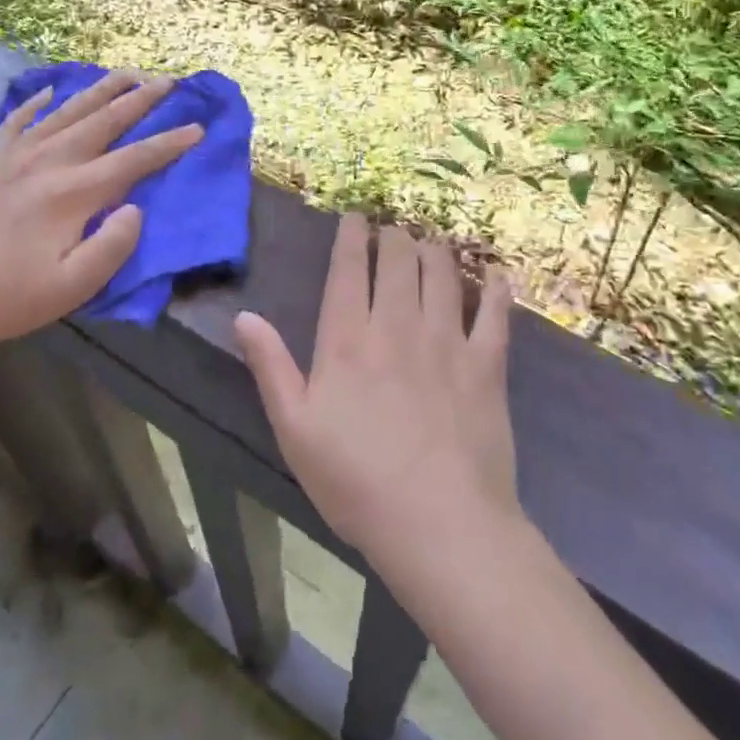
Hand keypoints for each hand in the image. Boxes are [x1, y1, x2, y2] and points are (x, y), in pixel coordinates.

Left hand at [0, 71, 201, 349]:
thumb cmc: (11, 298)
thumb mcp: (74, 287)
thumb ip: (113, 245)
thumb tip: (135, 207)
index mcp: (72, 194)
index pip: (133, 160)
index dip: (168, 143)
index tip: (197, 128)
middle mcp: (47, 162)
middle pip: (103, 121)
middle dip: (140, 99)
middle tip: (167, 80)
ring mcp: (13, 155)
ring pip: (66, 111)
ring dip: (100, 90)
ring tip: (126, 73)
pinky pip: (17, 118)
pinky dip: (38, 102)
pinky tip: (52, 91)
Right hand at [233, 214, 517, 562]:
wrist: (439, 524)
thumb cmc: (356, 481)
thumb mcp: (295, 429)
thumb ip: (270, 368)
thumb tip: (245, 316)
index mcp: (348, 340)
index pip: (348, 270)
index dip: (351, 236)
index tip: (355, 215)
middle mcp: (397, 326)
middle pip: (398, 261)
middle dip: (393, 235)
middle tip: (392, 227)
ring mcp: (447, 342)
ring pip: (442, 274)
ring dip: (434, 249)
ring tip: (429, 239)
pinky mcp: (487, 365)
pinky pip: (495, 314)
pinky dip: (494, 288)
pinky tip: (494, 272)